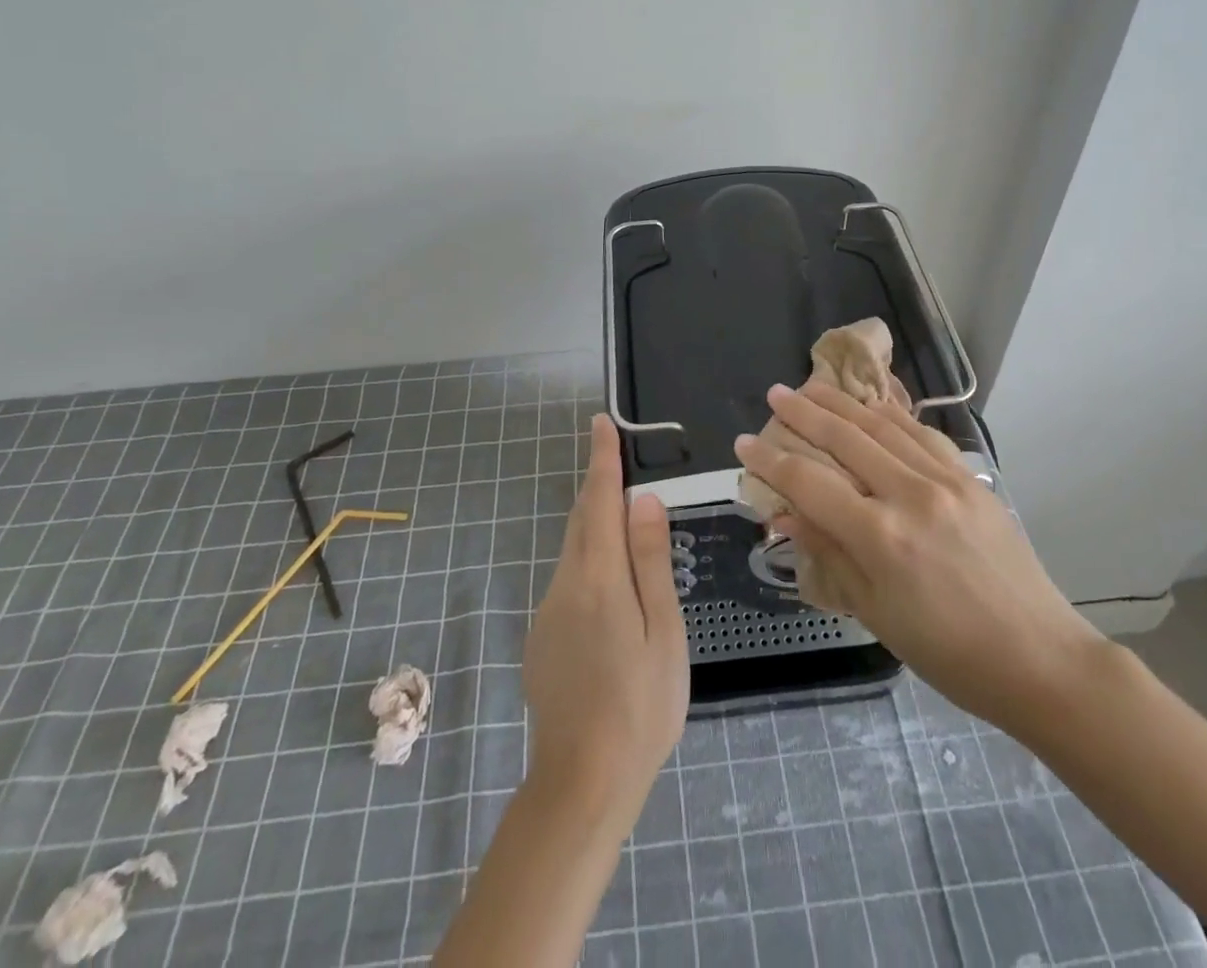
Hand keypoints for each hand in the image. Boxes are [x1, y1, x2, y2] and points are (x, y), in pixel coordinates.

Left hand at [523, 413, 687, 819]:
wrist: (581, 783)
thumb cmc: (640, 706)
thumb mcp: (663, 632)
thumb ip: (651, 562)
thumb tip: (644, 500)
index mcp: (599, 579)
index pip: (599, 502)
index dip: (601, 460)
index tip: (601, 423)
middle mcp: (565, 585)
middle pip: (581, 521)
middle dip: (598, 487)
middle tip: (618, 461)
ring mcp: (548, 613)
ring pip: (574, 551)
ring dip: (596, 526)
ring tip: (627, 524)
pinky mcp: (542, 639)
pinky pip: (569, 582)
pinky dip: (590, 563)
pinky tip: (612, 590)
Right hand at [734, 381, 1105, 734]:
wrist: (1039, 658)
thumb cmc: (948, 652)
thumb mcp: (875, 612)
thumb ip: (829, 552)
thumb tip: (786, 513)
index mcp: (880, 537)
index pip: (810, 483)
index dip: (771, 461)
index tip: (744, 442)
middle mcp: (910, 495)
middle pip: (845, 439)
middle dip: (803, 413)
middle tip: (774, 394)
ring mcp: (946, 480)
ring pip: (882, 426)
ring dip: (843, 403)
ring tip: (812, 386)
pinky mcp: (971, 478)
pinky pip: (922, 434)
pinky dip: (891, 414)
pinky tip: (873, 404)